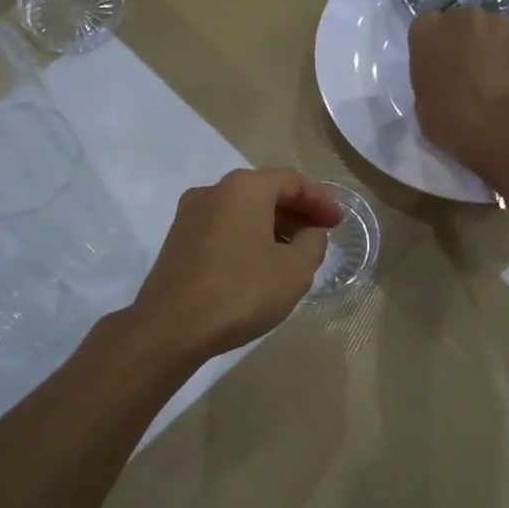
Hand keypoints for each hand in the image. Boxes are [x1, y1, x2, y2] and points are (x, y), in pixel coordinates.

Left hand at [129, 169, 343, 359]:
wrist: (171, 326)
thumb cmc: (241, 290)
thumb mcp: (295, 270)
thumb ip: (313, 244)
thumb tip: (310, 234)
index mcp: (244, 187)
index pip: (292, 181)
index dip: (321, 201)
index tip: (338, 223)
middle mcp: (213, 191)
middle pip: (264, 192)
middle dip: (296, 213)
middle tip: (319, 237)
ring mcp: (190, 216)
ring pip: (242, 211)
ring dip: (271, 227)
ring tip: (293, 255)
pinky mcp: (177, 241)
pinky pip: (223, 229)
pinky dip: (247, 238)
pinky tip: (259, 265)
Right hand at [409, 7, 508, 175]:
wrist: (496, 128)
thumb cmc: (449, 121)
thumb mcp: (422, 101)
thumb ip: (431, 76)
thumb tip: (446, 76)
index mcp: (426, 30)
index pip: (429, 25)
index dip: (439, 45)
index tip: (445, 64)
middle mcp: (461, 15)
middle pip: (465, 22)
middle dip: (469, 41)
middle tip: (476, 71)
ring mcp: (499, 18)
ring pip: (498, 28)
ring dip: (498, 45)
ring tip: (504, 76)